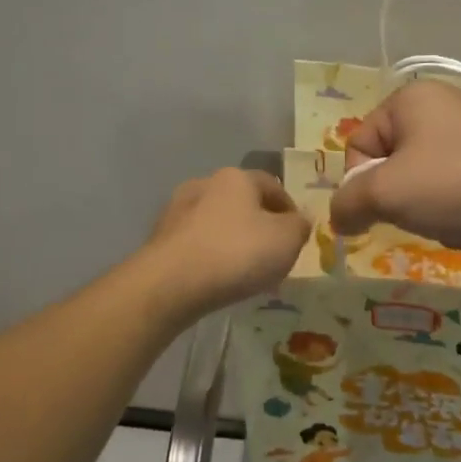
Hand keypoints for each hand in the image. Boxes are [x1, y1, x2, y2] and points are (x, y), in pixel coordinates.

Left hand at [146, 167, 310, 319]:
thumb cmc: (236, 253)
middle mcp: (204, 184)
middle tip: (273, 255)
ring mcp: (177, 210)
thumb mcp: (287, 240)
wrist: (170, 284)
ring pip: (217, 223)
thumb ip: (300, 226)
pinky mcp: (160, 238)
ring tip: (245, 271)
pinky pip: (197, 243)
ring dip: (233, 241)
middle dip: (259, 226)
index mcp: (236, 177)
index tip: (298, 236)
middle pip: (242, 203)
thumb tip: (298, 221)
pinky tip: (218, 278)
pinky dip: (211, 255)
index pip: (272, 185)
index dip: (290, 209)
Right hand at [330, 80, 460, 268]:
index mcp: (410, 99)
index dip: (361, 182)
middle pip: (388, 165)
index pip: (358, 144)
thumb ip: (347, 203)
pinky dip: (450, 214)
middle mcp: (440, 108)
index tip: (382, 205)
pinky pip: (450, 193)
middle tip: (415, 213)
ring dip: (422, 211)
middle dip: (395, 199)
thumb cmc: (457, 185)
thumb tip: (339, 219)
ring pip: (418, 184)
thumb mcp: (385, 192)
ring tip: (446, 222)